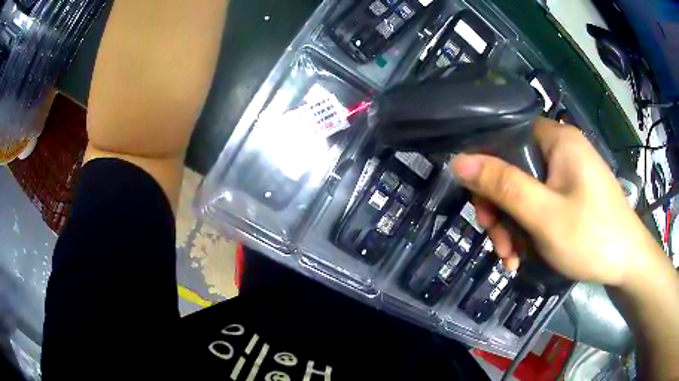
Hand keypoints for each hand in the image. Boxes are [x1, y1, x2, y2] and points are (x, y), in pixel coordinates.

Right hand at [450, 118, 663, 287]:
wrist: (628, 263)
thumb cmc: (592, 237)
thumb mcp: (544, 215)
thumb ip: (503, 185)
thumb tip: (458, 161)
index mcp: (557, 140)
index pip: (506, 138)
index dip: (487, 170)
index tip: (483, 209)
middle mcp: (561, 150)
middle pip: (514, 169)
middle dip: (501, 210)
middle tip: (499, 244)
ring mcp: (568, 174)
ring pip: (525, 192)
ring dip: (512, 227)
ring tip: (512, 259)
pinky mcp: (571, 195)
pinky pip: (540, 205)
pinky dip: (528, 231)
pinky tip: (524, 256)